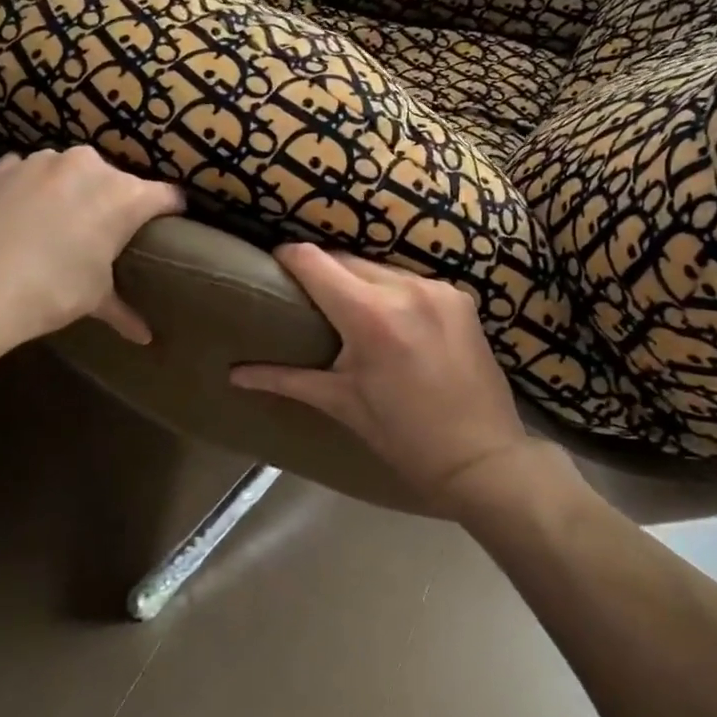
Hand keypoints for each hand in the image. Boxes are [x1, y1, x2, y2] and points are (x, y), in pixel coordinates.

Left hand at [0, 147, 183, 354]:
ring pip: (75, 171)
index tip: (170, 225)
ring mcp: (45, 160)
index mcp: (125, 196)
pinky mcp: (7, 165)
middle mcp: (91, 167)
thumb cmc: (49, 292)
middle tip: (105, 233)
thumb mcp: (93, 299)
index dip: (172, 211)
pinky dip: (36, 187)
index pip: (168, 196)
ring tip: (61, 222)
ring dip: (75, 190)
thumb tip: (144, 337)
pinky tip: (24, 213)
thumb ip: (124, 310)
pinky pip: (34, 171)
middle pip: (119, 180)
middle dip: (117, 202)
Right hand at [229, 243, 540, 512]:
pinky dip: (392, 291)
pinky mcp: (460, 297)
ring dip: (359, 280)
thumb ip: (285, 378)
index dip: (289, 258)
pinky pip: (411, 280)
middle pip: (346, 259)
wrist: (483, 458)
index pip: (314, 261)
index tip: (275, 265)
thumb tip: (233, 374)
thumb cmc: (403, 436)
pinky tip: (391, 319)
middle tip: (307, 297)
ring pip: (379, 267)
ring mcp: (437, 289)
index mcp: (370, 316)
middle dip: (323, 272)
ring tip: (347, 308)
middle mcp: (405, 289)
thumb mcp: (341, 403)